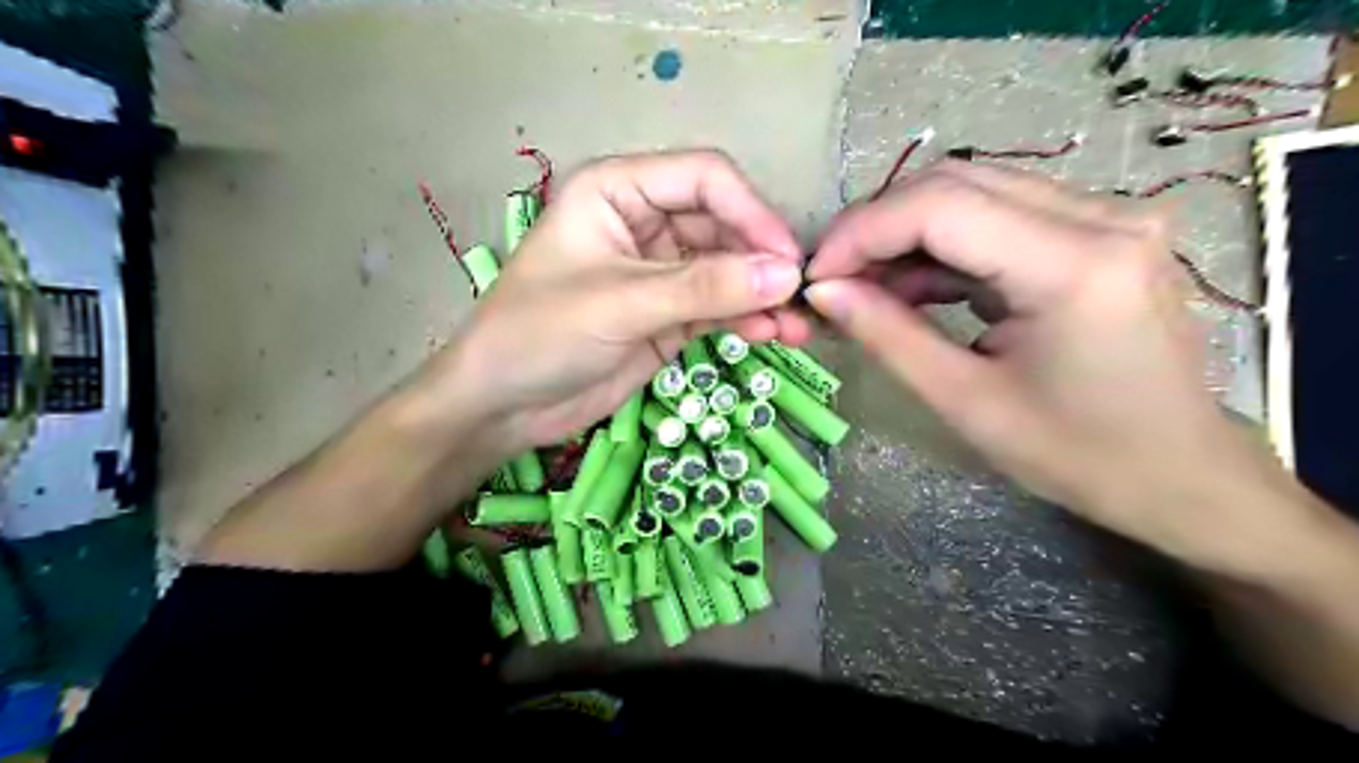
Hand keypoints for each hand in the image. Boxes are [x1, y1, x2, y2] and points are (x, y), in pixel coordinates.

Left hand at [430, 152, 797, 455]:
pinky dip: (747, 319)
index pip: (704, 179)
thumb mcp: (620, 305)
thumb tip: (785, 275)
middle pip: (723, 225)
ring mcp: (659, 272)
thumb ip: (704, 288)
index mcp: (618, 190)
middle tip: (801, 298)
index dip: (751, 212)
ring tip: (799, 327)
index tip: (785, 260)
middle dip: (762, 260)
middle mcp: (644, 222)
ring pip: (727, 270)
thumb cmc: (539, 335)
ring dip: (763, 295)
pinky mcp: (668, 315)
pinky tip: (774, 335)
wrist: (501, 406)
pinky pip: (718, 308)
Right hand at [803, 161, 1293, 564]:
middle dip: (877, 227)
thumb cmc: (1078, 455)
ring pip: (973, 192)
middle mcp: (1101, 217)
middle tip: (832, 280)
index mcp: (1074, 265)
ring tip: (863, 289)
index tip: (815, 276)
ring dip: (906, 235)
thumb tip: (822, 291)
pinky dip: (943, 247)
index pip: (940, 207)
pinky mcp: (1096, 231)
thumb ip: (888, 335)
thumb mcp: (966, 401)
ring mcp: (1105, 217)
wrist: (1180, 474)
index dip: (862, 233)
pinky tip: (912, 288)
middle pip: (955, 183)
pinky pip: (998, 216)